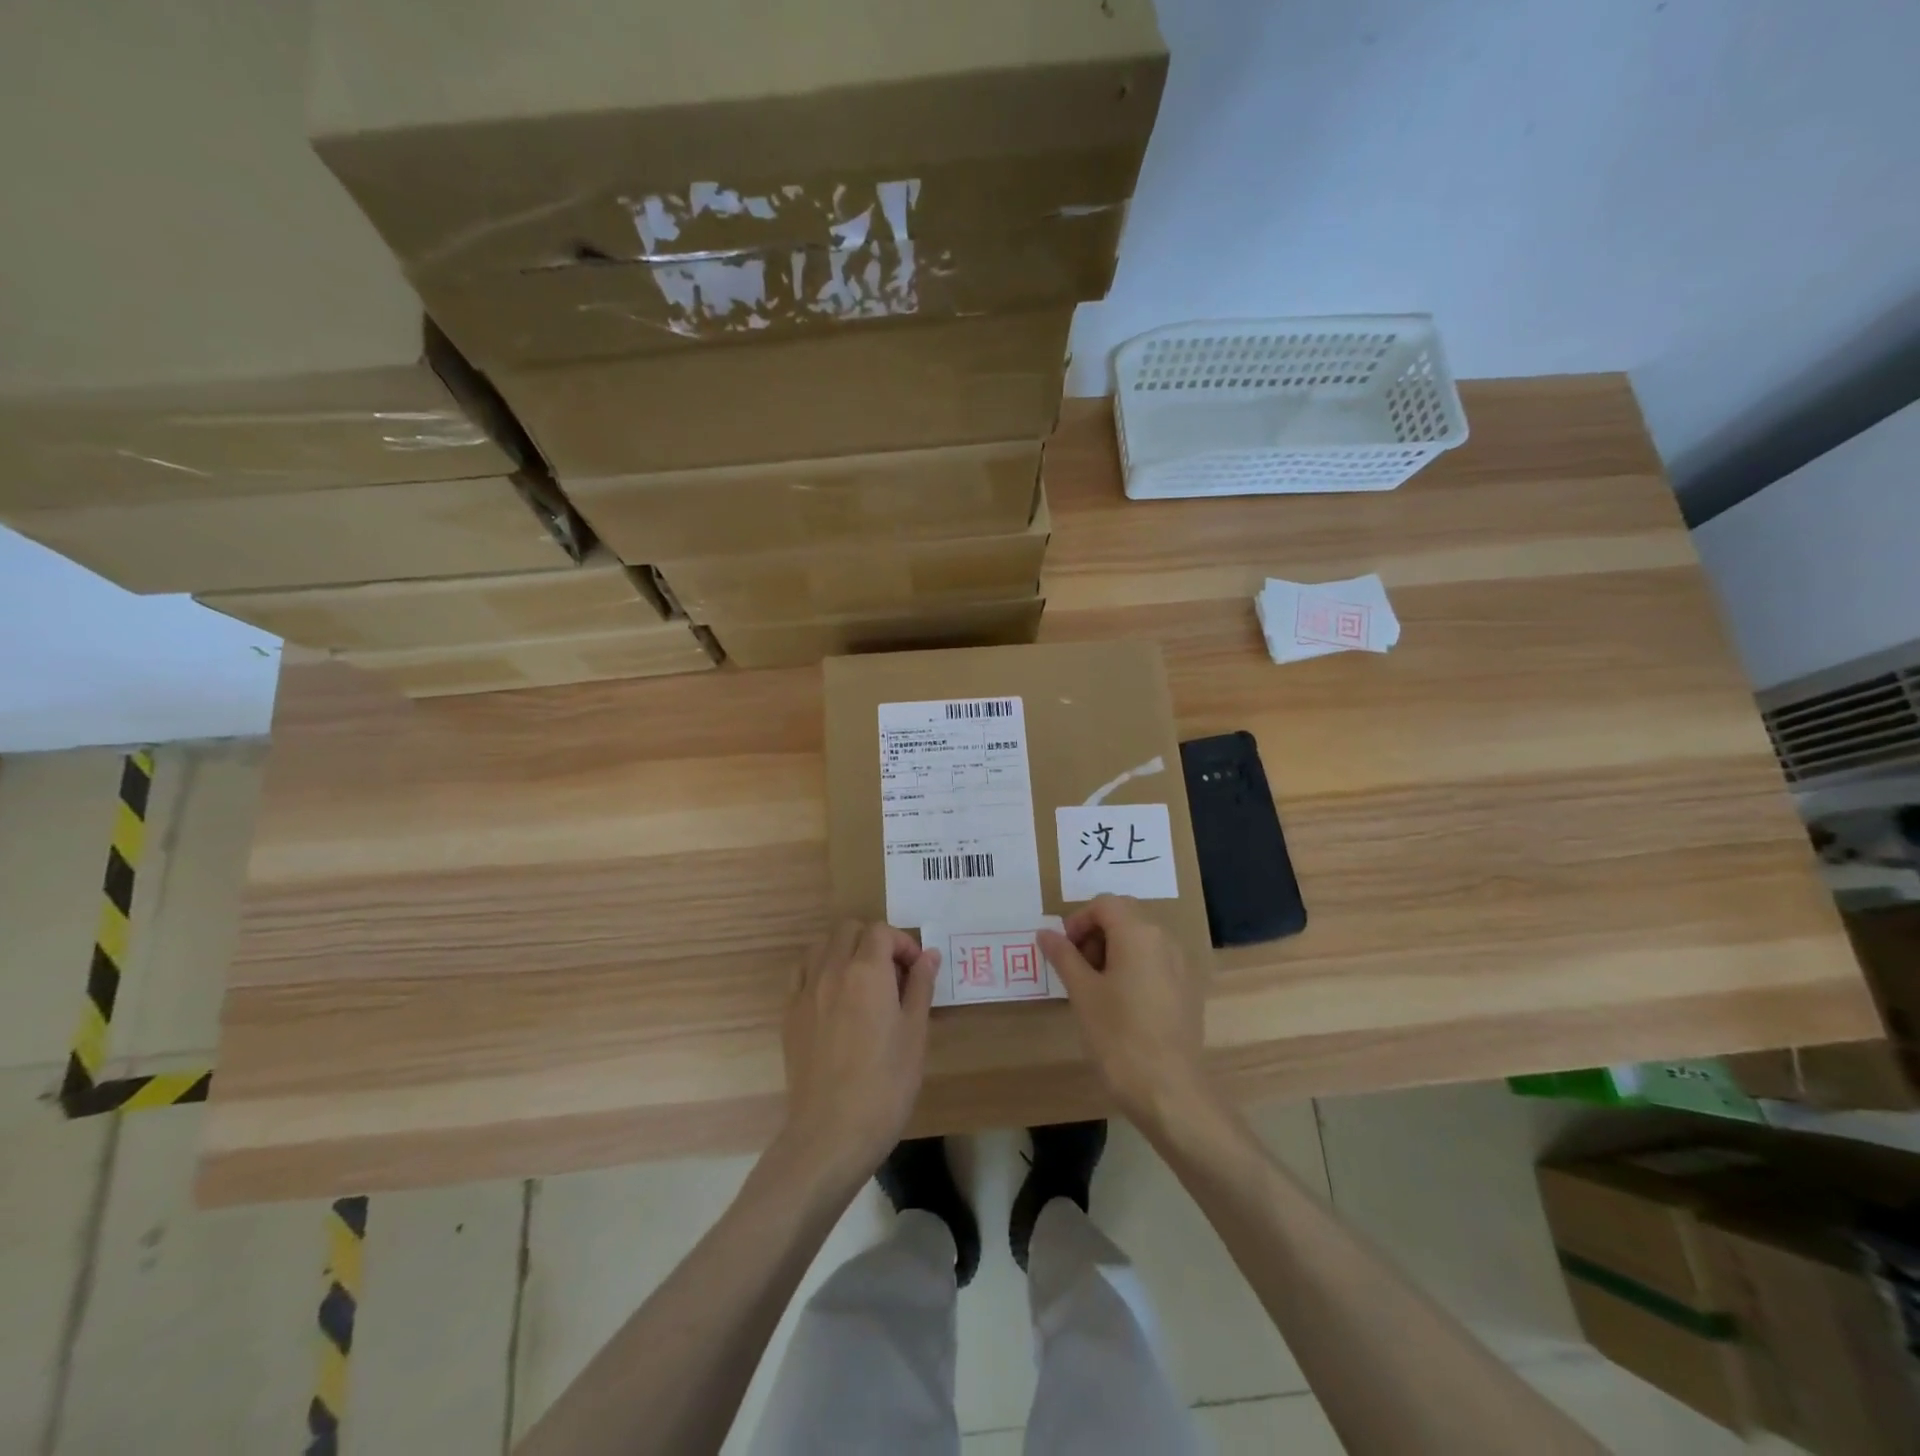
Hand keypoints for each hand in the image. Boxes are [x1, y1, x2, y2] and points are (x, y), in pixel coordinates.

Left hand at [780, 921, 938, 1181]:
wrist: (832, 1131)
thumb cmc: (886, 1083)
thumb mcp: (915, 1033)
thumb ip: (921, 986)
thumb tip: (929, 955)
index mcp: (867, 971)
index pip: (881, 932)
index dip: (902, 944)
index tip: (915, 971)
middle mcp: (832, 970)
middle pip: (849, 929)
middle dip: (873, 940)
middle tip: (892, 974)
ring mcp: (805, 991)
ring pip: (822, 945)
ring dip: (844, 950)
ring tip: (862, 981)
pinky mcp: (790, 1014)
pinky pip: (802, 972)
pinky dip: (819, 970)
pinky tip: (833, 997)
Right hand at [1038, 896, 1216, 1132]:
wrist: (1169, 1090)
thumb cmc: (1118, 1036)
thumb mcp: (1082, 993)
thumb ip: (1064, 956)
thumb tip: (1045, 933)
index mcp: (1139, 933)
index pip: (1104, 904)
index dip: (1078, 920)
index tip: (1063, 951)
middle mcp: (1165, 939)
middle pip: (1125, 916)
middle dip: (1096, 934)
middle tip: (1076, 968)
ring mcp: (1182, 964)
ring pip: (1142, 939)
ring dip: (1114, 950)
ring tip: (1096, 988)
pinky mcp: (1189, 989)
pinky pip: (1157, 962)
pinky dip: (1135, 967)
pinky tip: (1122, 1004)